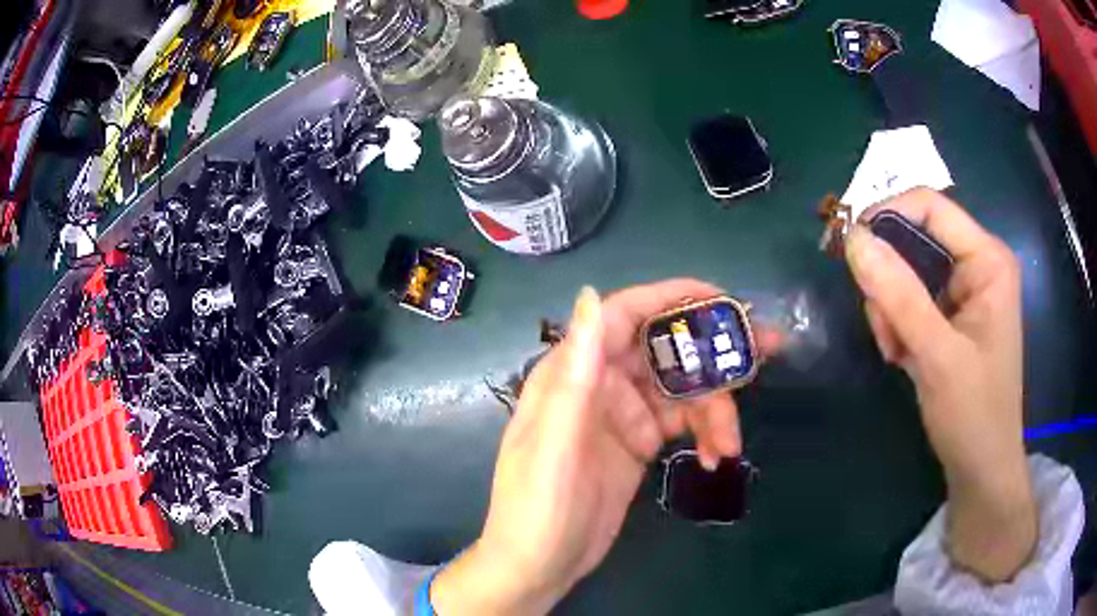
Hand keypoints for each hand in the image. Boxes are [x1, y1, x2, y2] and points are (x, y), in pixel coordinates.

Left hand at [430, 280, 777, 614]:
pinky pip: (681, 422)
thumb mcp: (554, 442)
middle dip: (713, 350)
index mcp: (573, 374)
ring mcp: (622, 416)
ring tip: (730, 444)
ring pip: (681, 389)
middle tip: (765, 353)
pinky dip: (704, 433)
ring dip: (714, 408)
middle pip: (663, 349)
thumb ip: (574, 373)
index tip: (722, 299)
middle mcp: (599, 385)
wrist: (539, 566)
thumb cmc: (538, 506)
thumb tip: (590, 295)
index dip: (671, 297)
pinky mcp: (639, 444)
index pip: (623, 315)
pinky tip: (714, 456)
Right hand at [845, 188, 1035, 581]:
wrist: (981, 469)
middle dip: (890, 279)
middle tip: (882, 327)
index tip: (848, 247)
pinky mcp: (953, 314)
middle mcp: (977, 264)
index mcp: (987, 259)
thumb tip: (852, 237)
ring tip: (895, 351)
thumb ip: (898, 295)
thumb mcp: (936, 355)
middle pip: (916, 239)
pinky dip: (898, 323)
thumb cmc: (973, 414)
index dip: (886, 215)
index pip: (930, 206)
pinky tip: (902, 355)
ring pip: (908, 271)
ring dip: (891, 308)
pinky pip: (912, 298)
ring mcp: (965, 290)